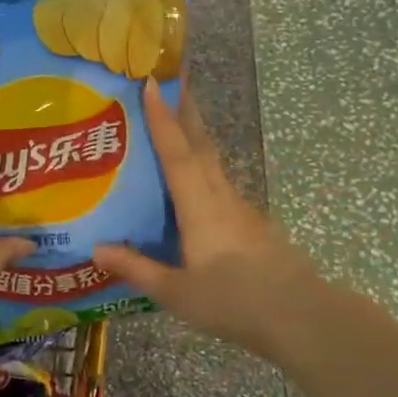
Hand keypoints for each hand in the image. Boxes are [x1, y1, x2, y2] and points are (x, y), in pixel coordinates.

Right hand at [93, 81, 319, 358]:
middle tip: (169, 80)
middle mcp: (221, 196)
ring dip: (195, 133)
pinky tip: (196, 180)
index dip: (162, 117)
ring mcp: (240, 208)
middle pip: (201, 143)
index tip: (152, 82)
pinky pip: (220, 181)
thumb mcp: (177, 293)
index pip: (177, 152)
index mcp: (200, 207)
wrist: (301, 316)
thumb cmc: (235, 302)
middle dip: (185, 109)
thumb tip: (95, 247)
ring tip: (175, 120)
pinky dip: (204, 165)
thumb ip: (137, 268)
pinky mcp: (252, 222)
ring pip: (213, 160)